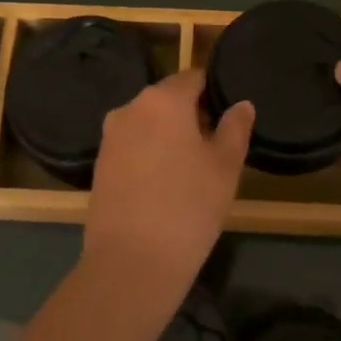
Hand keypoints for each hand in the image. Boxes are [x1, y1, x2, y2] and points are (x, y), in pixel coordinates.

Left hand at [84, 69, 253, 285]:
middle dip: (191, 116)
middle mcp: (130, 108)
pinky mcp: (99, 164)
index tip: (229, 119)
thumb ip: (235, 128)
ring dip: (169, 137)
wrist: (131, 262)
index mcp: (163, 99)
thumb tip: (241, 105)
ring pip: (148, 124)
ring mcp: (110, 137)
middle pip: (168, 100)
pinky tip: (164, 186)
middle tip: (215, 149)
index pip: (194, 78)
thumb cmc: (188, 207)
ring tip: (191, 172)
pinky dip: (149, 156)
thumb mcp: (225, 166)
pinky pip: (132, 146)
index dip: (214, 93)